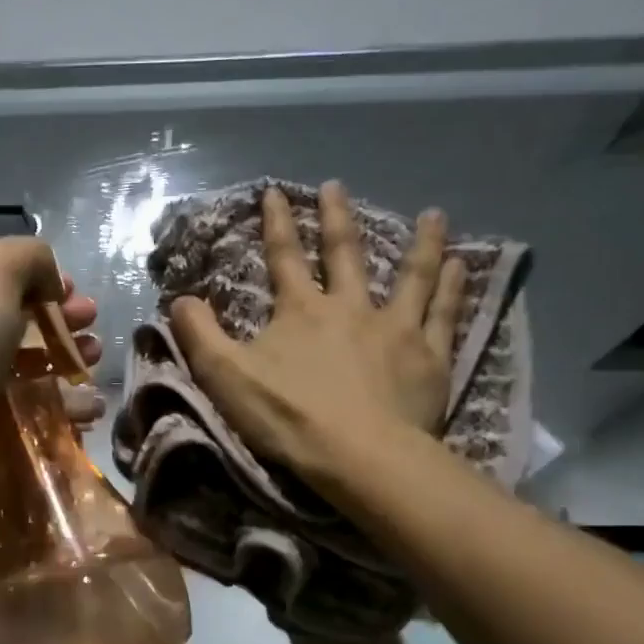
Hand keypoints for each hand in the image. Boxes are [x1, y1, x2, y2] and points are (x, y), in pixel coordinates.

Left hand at [0, 248, 102, 518]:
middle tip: (92, 331)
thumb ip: (28, 257)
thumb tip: (50, 282)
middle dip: (61, 325)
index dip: (40, 282)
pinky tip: (88, 411)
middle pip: (16, 326)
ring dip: (66, 366)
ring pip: (26, 373)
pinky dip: (62, 412)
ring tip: (92, 367)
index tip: (73, 293)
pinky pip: (28, 418)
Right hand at [169, 183, 464, 484]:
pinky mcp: (428, 357)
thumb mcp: (225, 376)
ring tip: (433, 214)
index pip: (284, 257)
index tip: (274, 192)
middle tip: (337, 186)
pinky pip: (443, 313)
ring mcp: (396, 329)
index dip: (276, 223)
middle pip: (345, 254)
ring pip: (412, 275)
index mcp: (301, 311)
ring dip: (421, 243)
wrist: (358, 456)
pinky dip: (454, 288)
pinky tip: (462, 267)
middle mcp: (351, 307)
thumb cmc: (288, 416)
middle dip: (337, 218)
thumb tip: (180, 299)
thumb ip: (199, 335)